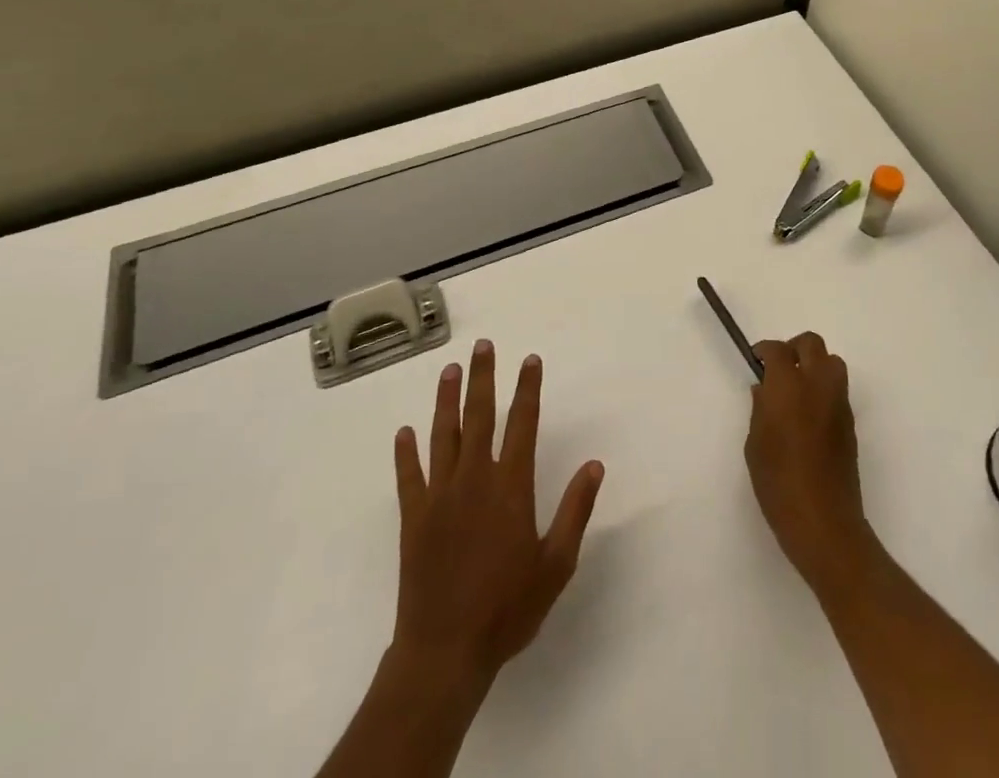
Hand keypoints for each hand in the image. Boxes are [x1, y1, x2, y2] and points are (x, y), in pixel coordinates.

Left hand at [390, 340, 604, 687]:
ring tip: (449, 370)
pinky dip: (406, 453)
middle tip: (483, 346)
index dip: (528, 389)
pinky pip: (409, 476)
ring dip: (447, 400)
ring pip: (444, 435)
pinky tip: (404, 432)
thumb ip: (575, 510)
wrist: (444, 652)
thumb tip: (595, 465)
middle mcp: (475, 479)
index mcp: (511, 486)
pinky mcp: (413, 518)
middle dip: (483, 378)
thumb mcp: (556, 564)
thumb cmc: (507, 608)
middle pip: (480, 416)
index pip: (523, 423)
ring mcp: (440, 496)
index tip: (530, 359)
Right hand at [745, 332, 875, 594]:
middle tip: (778, 369)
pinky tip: (809, 415)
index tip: (756, 360)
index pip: (778, 350)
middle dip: (794, 348)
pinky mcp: (850, 422)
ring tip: (796, 390)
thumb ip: (760, 409)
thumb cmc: (778, 483)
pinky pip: (838, 389)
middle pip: (812, 344)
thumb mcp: (755, 444)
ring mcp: (838, 402)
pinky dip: (824, 389)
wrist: (823, 521)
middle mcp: (817, 385)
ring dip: (814, 365)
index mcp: (788, 386)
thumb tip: (764, 389)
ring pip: (832, 362)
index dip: (765, 350)